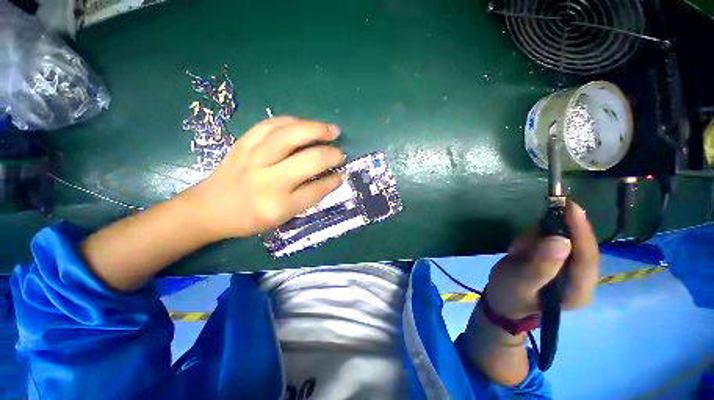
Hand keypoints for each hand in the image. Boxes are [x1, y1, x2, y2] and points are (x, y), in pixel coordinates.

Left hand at [181, 117, 344, 240]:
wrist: (208, 208)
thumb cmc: (249, 218)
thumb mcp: (282, 217)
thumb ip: (308, 198)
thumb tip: (332, 179)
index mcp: (278, 205)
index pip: (315, 191)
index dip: (332, 181)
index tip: (343, 174)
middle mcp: (268, 181)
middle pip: (307, 161)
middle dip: (329, 154)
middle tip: (340, 152)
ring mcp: (253, 158)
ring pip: (289, 136)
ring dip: (315, 129)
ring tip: (330, 129)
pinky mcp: (243, 144)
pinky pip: (269, 125)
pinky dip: (291, 121)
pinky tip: (303, 123)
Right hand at [484, 201, 598, 318]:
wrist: (503, 301)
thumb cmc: (508, 295)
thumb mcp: (518, 282)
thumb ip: (539, 266)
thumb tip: (561, 240)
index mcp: (578, 291)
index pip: (587, 257)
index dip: (580, 231)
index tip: (569, 206)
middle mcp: (583, 280)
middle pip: (581, 246)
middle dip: (554, 234)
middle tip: (528, 234)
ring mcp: (574, 271)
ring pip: (566, 240)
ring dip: (539, 238)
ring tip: (517, 251)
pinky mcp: (563, 263)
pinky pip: (555, 240)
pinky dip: (535, 239)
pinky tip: (521, 251)